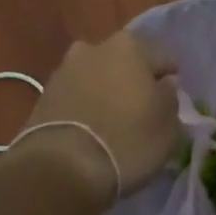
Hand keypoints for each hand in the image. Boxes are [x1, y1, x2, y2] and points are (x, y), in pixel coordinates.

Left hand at [14, 32, 179, 204]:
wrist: (61, 167)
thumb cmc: (126, 141)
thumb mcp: (167, 126)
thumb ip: (170, 98)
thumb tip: (164, 84)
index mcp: (129, 47)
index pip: (162, 58)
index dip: (169, 80)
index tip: (172, 101)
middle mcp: (94, 48)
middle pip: (124, 62)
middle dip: (133, 81)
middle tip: (142, 110)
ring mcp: (64, 70)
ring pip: (96, 77)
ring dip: (105, 92)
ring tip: (113, 122)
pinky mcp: (44, 94)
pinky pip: (75, 95)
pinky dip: (84, 106)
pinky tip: (90, 128)